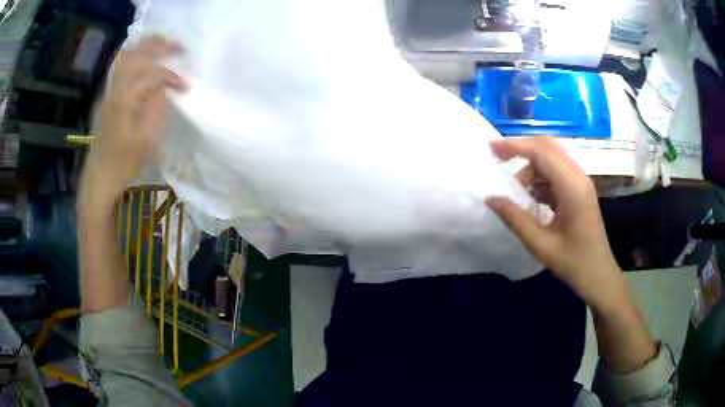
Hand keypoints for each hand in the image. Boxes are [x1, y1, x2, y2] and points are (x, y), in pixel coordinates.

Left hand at [79, 36, 185, 213]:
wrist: (102, 173)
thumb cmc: (125, 161)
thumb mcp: (147, 138)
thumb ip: (157, 106)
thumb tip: (164, 86)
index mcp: (128, 100)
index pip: (153, 75)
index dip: (171, 76)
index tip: (185, 86)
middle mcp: (117, 89)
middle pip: (137, 54)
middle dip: (159, 46)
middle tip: (178, 47)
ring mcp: (110, 91)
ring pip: (127, 57)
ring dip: (146, 48)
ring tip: (163, 47)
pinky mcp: (109, 95)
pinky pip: (121, 66)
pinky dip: (135, 57)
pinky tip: (145, 60)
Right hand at [486, 137, 626, 312]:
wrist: (599, 275)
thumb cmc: (573, 263)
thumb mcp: (540, 245)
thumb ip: (515, 219)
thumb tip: (491, 199)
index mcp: (572, 188)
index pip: (542, 152)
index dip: (515, 146)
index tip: (491, 149)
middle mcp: (579, 177)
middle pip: (548, 146)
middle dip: (522, 148)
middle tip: (499, 158)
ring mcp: (582, 182)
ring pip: (553, 157)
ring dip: (532, 165)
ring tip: (518, 190)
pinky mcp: (581, 189)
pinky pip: (558, 171)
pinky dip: (541, 176)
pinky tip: (533, 196)